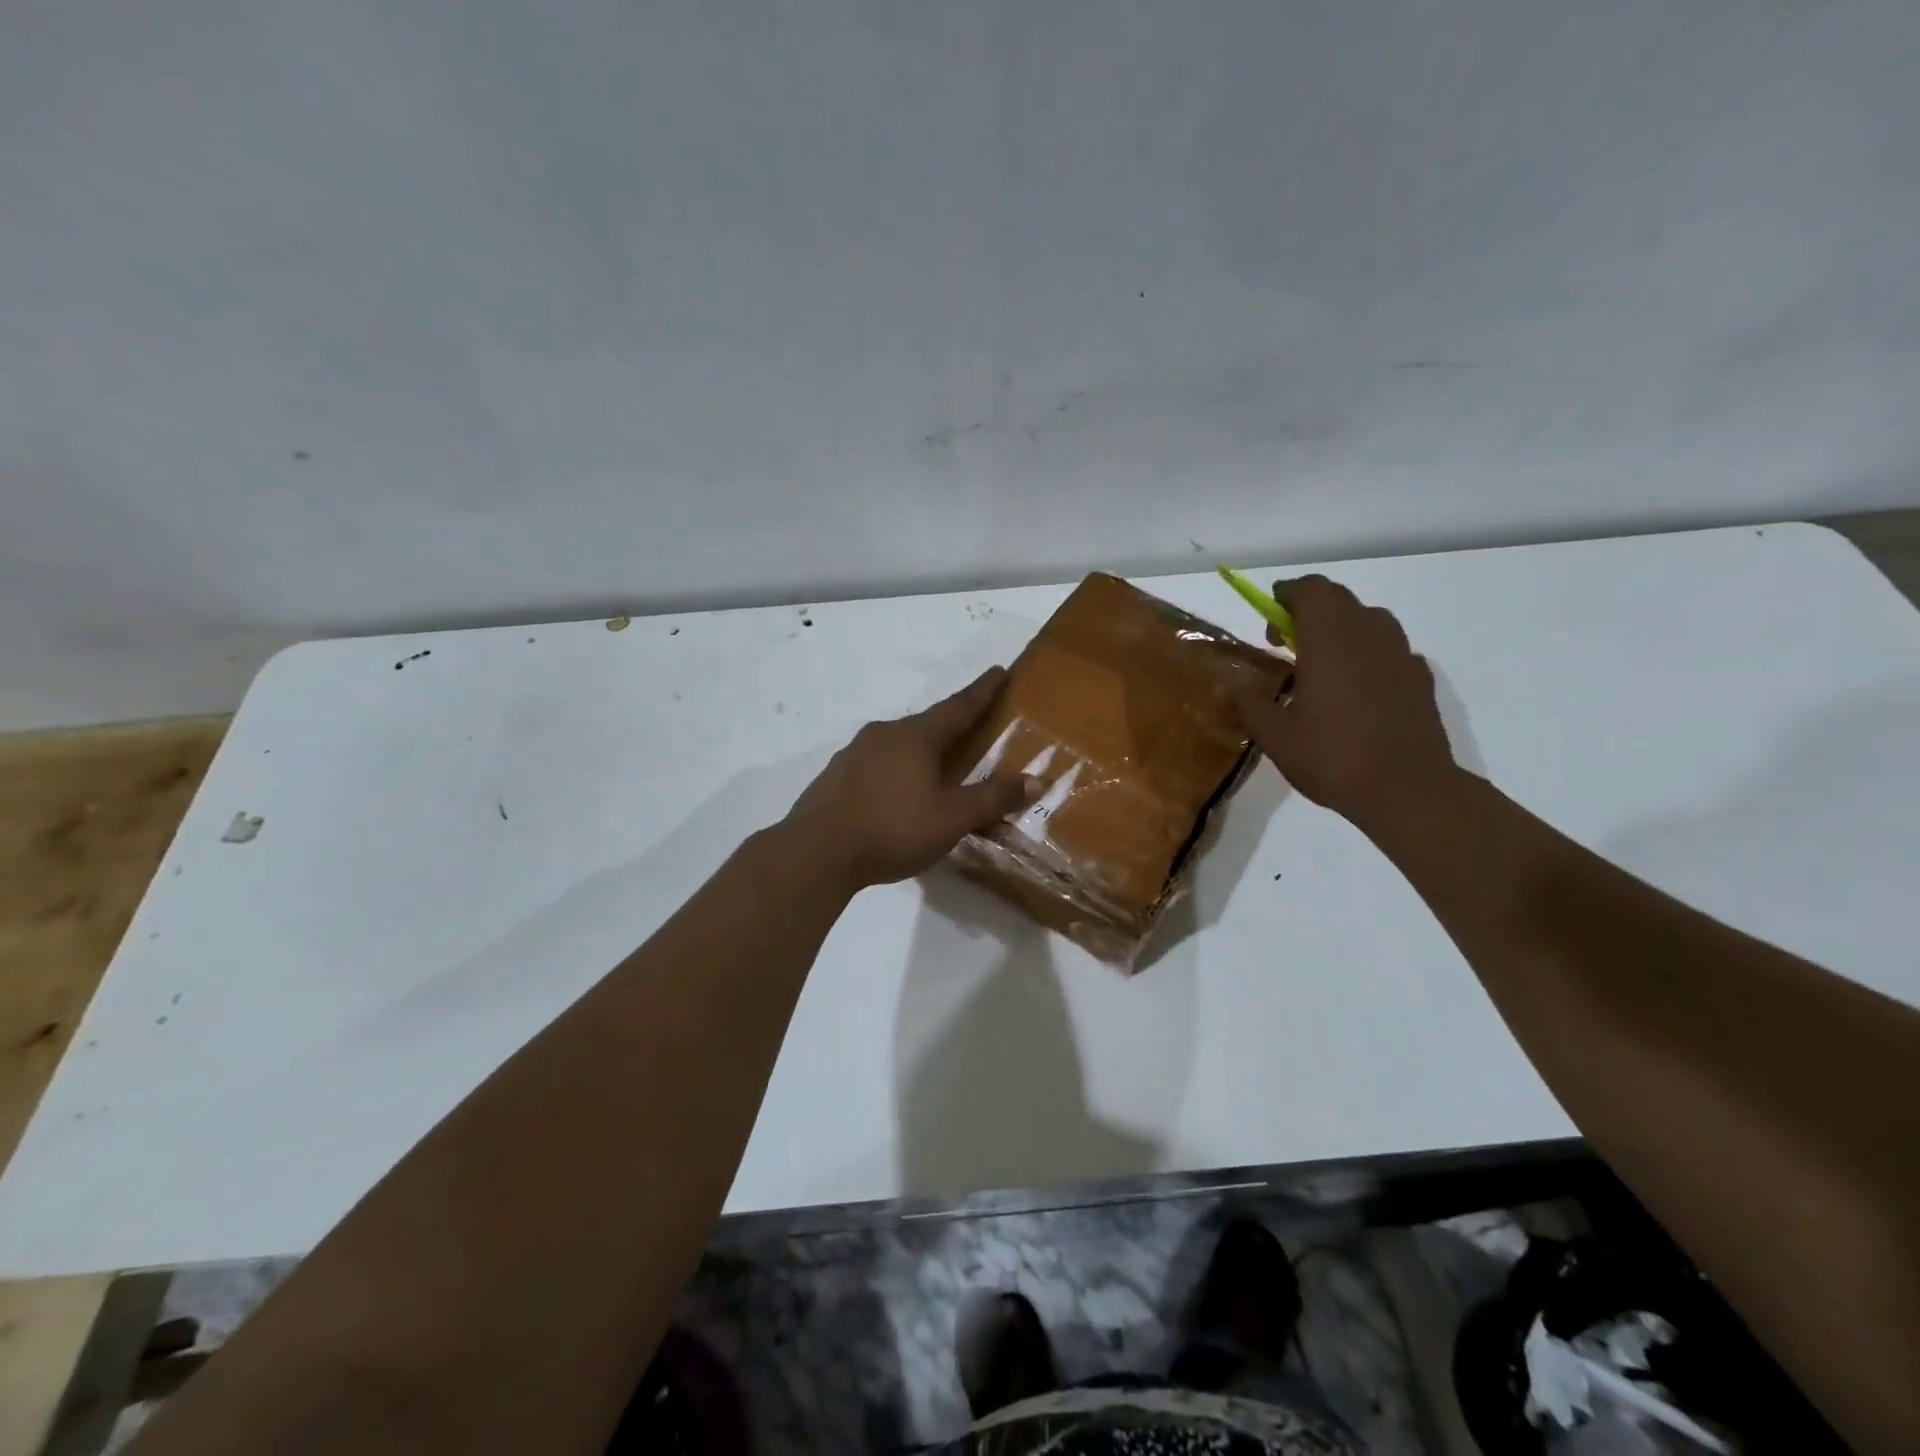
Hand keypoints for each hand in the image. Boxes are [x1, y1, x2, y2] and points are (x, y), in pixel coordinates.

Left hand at [782, 667, 1040, 890]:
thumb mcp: (952, 818)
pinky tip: (897, 793)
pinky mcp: (836, 776)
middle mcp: (884, 734)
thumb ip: (992, 798)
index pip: (959, 706)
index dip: (983, 690)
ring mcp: (854, 753)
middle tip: (972, 731)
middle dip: (952, 725)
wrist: (815, 853)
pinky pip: (877, 764)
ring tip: (936, 767)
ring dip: (921, 750)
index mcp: (916, 736)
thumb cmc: (892, 829)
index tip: (998, 671)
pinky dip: (896, 770)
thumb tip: (1035, 780)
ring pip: (899, 744)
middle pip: (927, 724)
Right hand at [1236, 576, 1458, 828]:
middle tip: (1287, 641)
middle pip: (1341, 600)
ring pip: (1370, 620)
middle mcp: (1368, 636)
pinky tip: (1358, 689)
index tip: (1271, 613)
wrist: (1406, 789)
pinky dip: (1369, 655)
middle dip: (1311, 610)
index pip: (1312, 590)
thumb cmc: (1332, 756)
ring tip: (1324, 663)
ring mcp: (1401, 655)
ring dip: (1343, 629)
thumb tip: (1235, 690)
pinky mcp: (1420, 679)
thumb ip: (1251, 705)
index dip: (1288, 593)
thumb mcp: (1275, 736)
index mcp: (1329, 640)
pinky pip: (1390, 651)